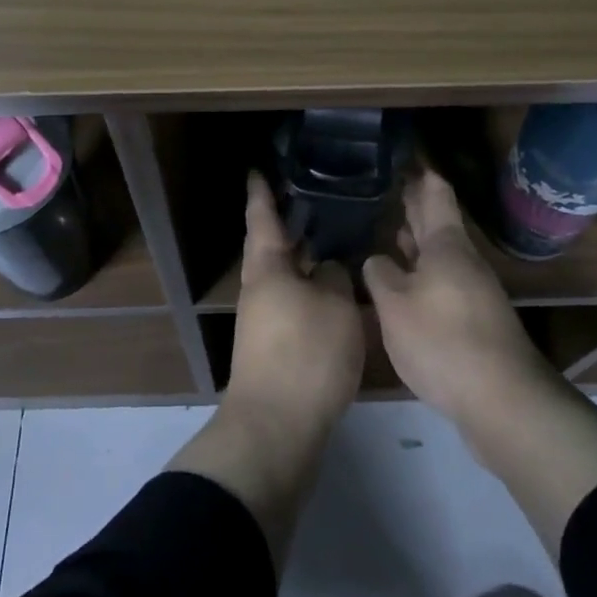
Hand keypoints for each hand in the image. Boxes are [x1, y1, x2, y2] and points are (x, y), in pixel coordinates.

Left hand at [226, 172, 363, 437]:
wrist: (277, 428)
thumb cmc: (305, 354)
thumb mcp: (334, 307)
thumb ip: (334, 278)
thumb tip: (327, 269)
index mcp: (267, 267)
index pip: (262, 216)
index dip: (261, 191)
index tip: (258, 168)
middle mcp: (260, 287)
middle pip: (273, 245)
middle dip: (290, 223)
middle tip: (318, 197)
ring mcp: (265, 319)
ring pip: (287, 275)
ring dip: (305, 257)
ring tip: (336, 238)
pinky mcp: (277, 346)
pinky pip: (296, 301)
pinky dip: (313, 288)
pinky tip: (339, 290)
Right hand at [363, 168, 558, 425]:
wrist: (502, 402)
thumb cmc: (443, 341)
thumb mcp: (394, 305)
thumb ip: (380, 275)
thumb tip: (377, 259)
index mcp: (446, 244)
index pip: (434, 192)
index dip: (417, 172)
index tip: (396, 155)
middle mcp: (463, 260)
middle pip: (437, 221)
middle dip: (411, 204)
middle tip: (380, 188)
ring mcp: (472, 290)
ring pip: (438, 253)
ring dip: (414, 240)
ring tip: (384, 228)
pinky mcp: (473, 319)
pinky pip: (440, 279)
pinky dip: (419, 270)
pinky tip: (400, 281)